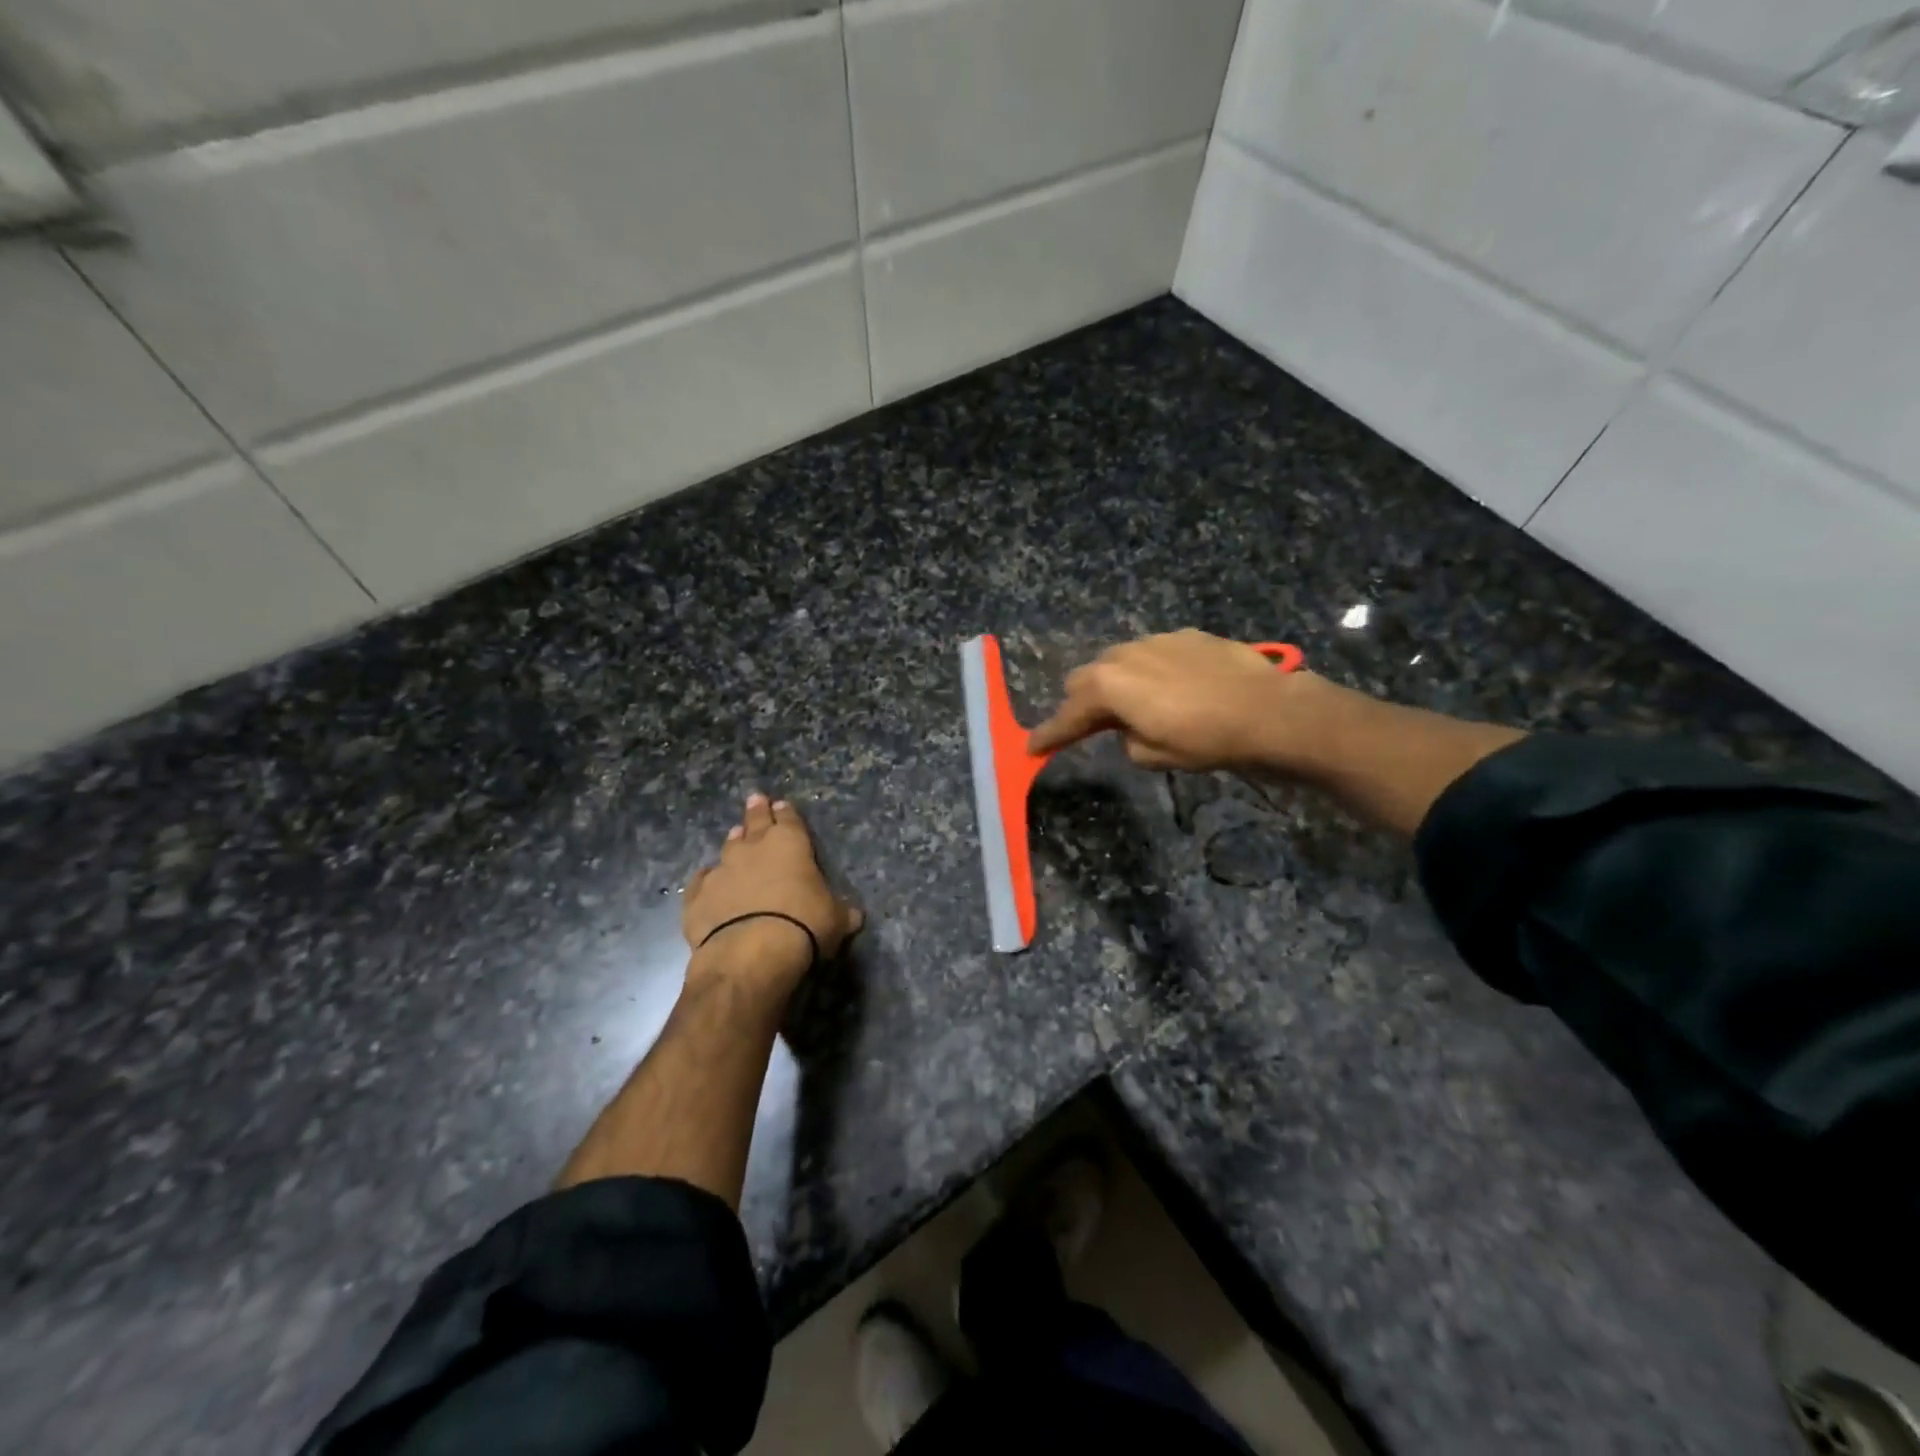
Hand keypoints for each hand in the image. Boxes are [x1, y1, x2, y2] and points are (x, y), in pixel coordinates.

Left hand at [682, 794, 863, 991]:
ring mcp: (722, 870)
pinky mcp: (697, 896)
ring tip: (735, 836)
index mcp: (791, 844)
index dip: (786, 813)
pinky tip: (706, 883)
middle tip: (755, 798)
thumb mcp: (836, 920)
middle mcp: (754, 848)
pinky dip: (706, 881)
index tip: (781, 805)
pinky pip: (701, 882)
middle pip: (755, 822)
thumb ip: (841, 912)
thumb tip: (854, 916)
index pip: (789, 820)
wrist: (751, 953)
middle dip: (756, 810)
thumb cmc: (804, 926)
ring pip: (728, 848)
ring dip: (733, 843)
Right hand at [1028, 630, 1326, 773]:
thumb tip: (1131, 728)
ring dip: (1116, 684)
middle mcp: (1122, 655)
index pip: (1067, 716)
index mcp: (1108, 687)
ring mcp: (1155, 640)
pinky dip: (1149, 671)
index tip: (1030, 748)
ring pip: (1117, 661)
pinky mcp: (1185, 635)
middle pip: (1084, 679)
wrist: (1268, 710)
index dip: (1048, 735)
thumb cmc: (1205, 740)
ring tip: (1137, 705)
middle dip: (1081, 704)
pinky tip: (1174, 688)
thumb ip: (1127, 739)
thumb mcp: (1154, 755)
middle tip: (1090, 727)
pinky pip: (1151, 653)